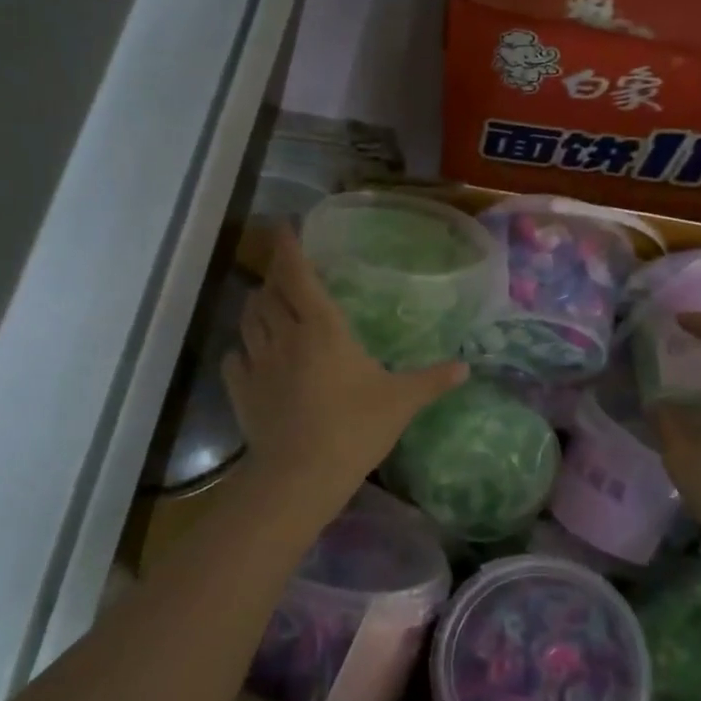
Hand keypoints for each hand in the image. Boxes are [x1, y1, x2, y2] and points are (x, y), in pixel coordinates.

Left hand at [223, 230, 466, 506]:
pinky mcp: (239, 390)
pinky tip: (248, 355)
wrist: (302, 474)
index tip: (284, 226)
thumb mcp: (401, 402)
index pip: (299, 275)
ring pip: (247, 319)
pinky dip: (240, 349)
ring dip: (256, 306)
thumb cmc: (355, 428)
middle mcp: (285, 335)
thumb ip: (432, 380)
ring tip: (266, 303)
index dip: (289, 247)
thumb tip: (467, 367)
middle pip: (268, 292)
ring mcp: (257, 362)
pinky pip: (233, 358)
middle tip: (284, 271)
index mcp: (322, 328)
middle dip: (274, 276)